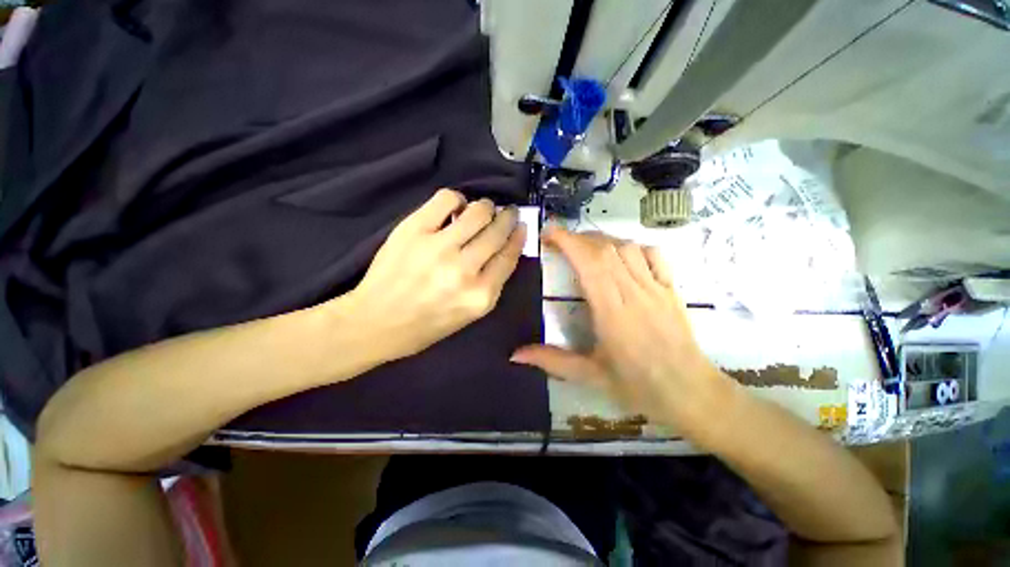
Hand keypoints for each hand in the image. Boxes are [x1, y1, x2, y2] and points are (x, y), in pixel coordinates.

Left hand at [342, 189, 525, 360]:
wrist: (376, 323)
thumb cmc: (427, 325)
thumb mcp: (470, 313)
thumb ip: (491, 282)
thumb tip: (505, 247)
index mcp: (480, 296)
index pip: (509, 256)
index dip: (518, 237)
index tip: (521, 225)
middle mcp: (464, 270)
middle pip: (497, 232)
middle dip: (507, 217)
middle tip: (507, 212)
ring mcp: (438, 248)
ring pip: (478, 212)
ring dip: (486, 207)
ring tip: (483, 209)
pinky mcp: (414, 230)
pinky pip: (446, 199)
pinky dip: (457, 199)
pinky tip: (455, 207)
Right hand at [511, 226, 732, 436]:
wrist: (690, 392)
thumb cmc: (637, 385)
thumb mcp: (589, 375)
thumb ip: (551, 360)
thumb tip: (515, 354)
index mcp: (611, 311)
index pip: (589, 263)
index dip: (567, 241)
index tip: (548, 234)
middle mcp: (633, 292)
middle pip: (604, 249)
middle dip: (577, 238)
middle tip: (558, 242)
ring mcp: (655, 287)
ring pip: (627, 248)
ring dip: (601, 241)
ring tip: (584, 248)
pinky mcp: (671, 289)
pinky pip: (653, 255)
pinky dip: (633, 247)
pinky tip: (622, 256)